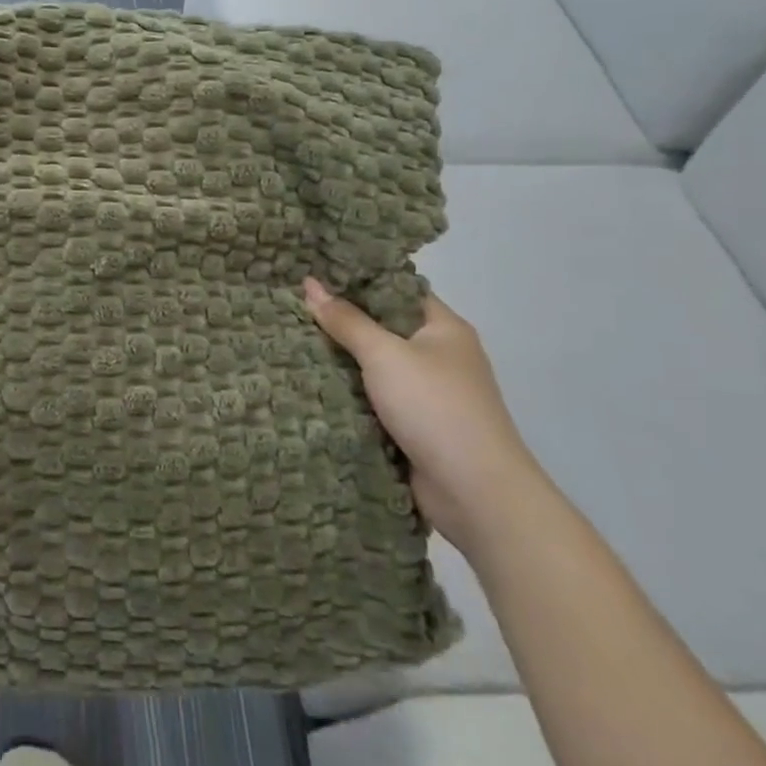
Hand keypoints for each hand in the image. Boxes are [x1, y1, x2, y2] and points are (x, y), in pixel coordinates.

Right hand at [303, 279, 545, 556]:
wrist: (475, 492)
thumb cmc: (434, 407)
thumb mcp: (384, 354)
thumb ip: (346, 320)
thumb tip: (310, 283)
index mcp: (444, 328)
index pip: (397, 289)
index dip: (358, 279)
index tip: (315, 273)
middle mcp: (439, 355)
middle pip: (383, 327)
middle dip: (341, 321)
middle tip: (292, 305)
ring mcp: (429, 394)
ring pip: (375, 366)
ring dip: (341, 360)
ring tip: (290, 338)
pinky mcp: (415, 426)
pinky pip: (374, 399)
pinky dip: (348, 393)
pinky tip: (310, 382)